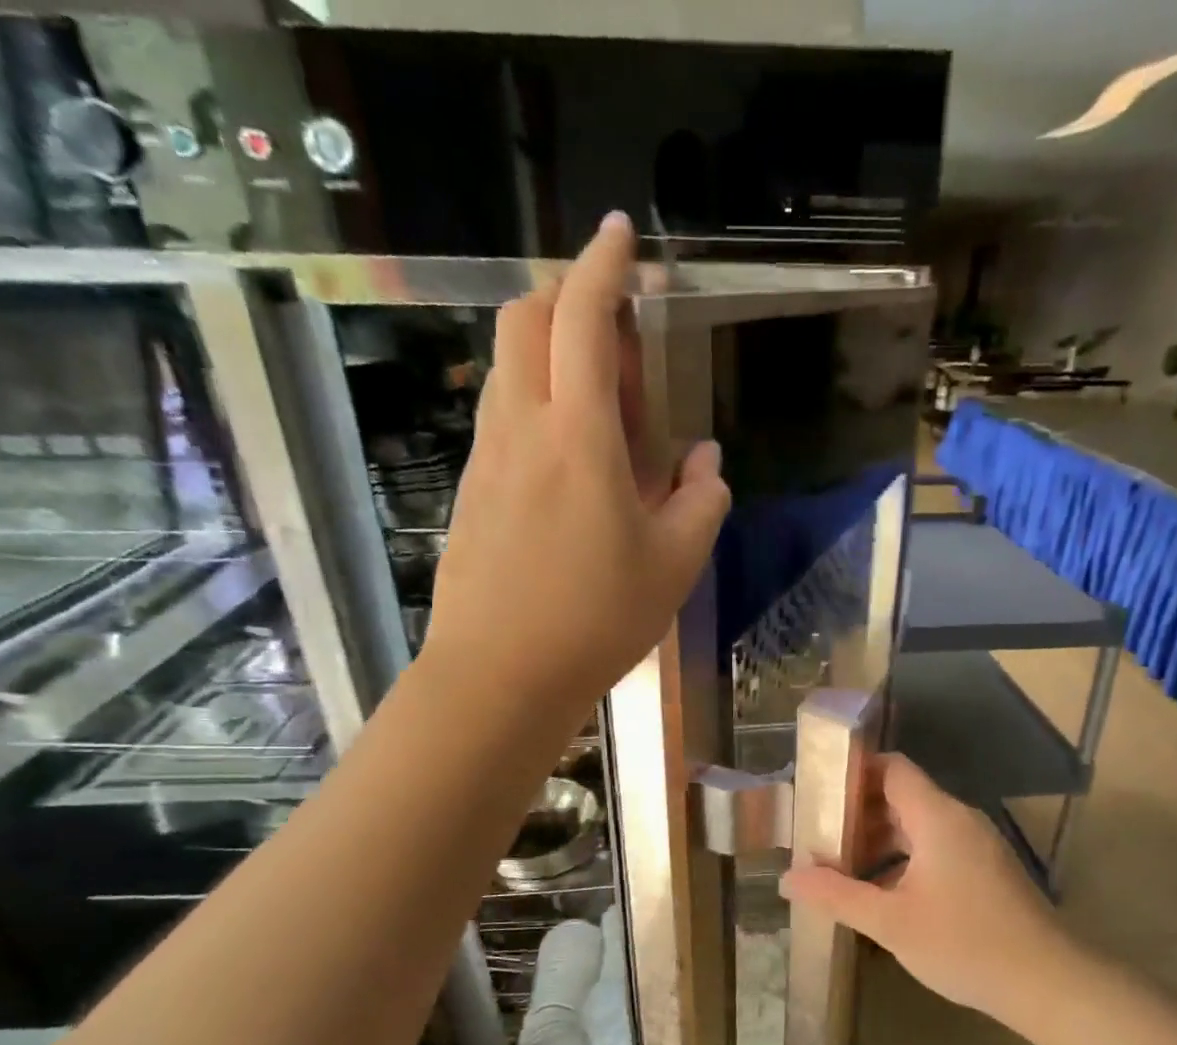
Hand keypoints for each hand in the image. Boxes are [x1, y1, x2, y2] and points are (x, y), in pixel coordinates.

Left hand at [425, 212, 730, 708]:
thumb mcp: (674, 566)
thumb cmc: (596, 620)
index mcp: (578, 435)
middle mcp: (521, 428)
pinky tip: (569, 468)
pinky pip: (503, 420)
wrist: (499, 676)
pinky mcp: (471, 491)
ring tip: (603, 418)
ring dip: (553, 359)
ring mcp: (486, 459)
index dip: (603, 265)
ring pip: (510, 370)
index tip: (621, 236)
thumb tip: (706, 463)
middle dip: (569, 299)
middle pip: (526, 320)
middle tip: (619, 346)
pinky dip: (537, 408)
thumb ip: (701, 502)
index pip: (581, 316)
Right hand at [780, 755, 1075, 1026]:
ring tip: (842, 866)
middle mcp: (959, 819)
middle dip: (858, 812)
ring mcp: (978, 845)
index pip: (892, 768)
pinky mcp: (987, 869)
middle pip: (902, 795)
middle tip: (819, 835)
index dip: (854, 771)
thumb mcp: (890, 922)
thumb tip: (787, 878)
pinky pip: (937, 846)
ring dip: (881, 839)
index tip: (818, 791)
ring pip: (919, 824)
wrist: (1048, 983)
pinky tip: (884, 892)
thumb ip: (837, 896)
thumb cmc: (965, 944)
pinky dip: (905, 857)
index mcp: (937, 817)